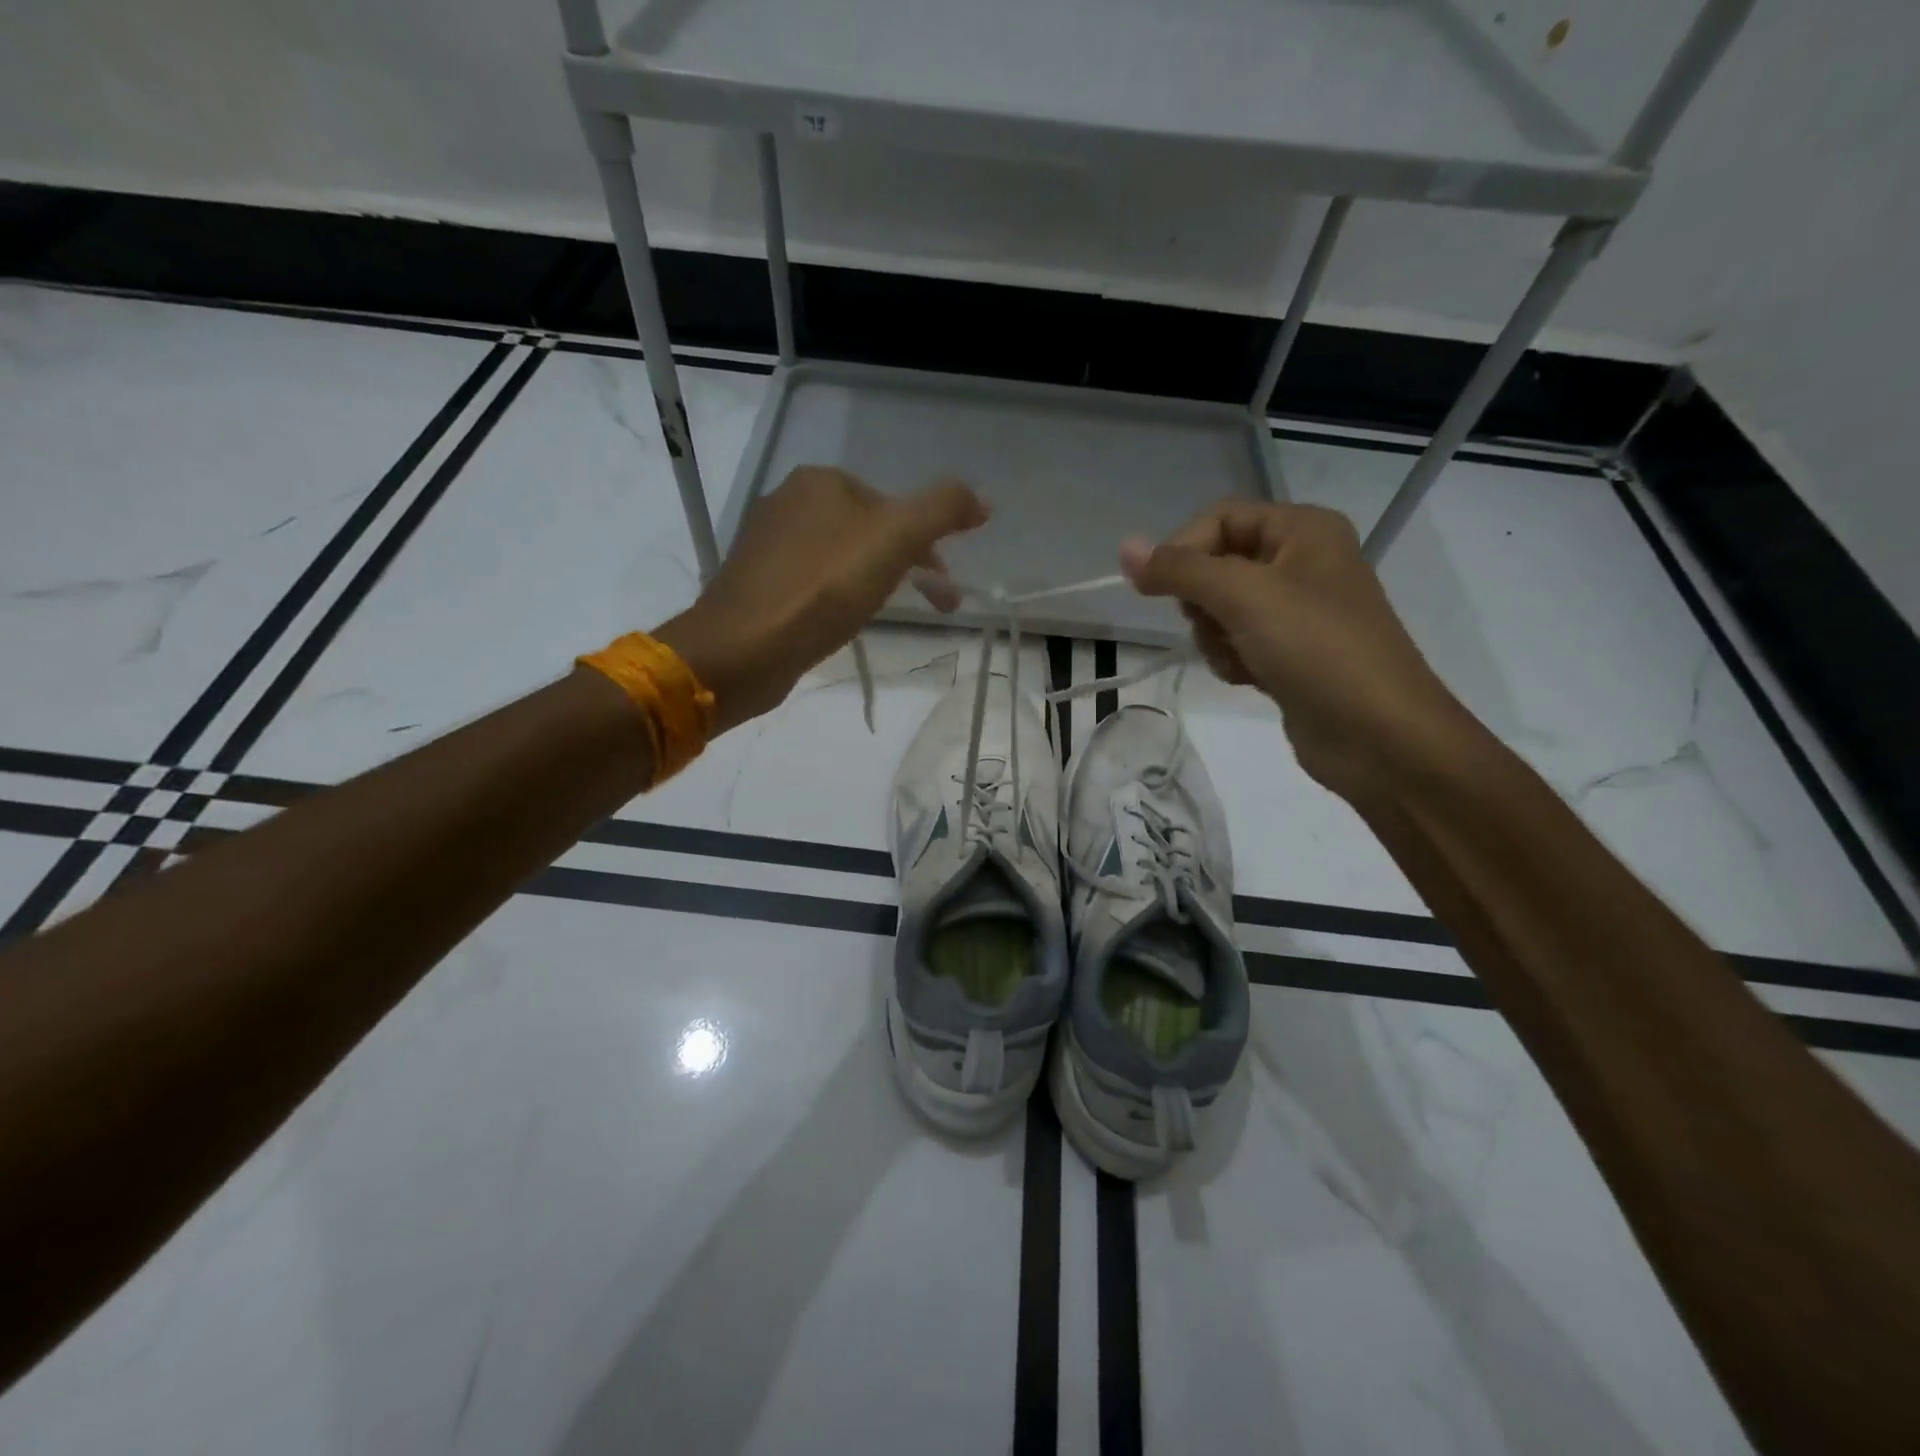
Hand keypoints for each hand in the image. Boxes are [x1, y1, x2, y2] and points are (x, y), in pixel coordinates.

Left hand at [655, 467, 987, 732]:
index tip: (945, 585)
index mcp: (821, 481)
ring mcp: (768, 545)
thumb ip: (943, 510)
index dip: (927, 543)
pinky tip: (841, 625)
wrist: (743, 648)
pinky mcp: (757, 585)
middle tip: (936, 606)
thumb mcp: (896, 538)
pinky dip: (839, 599)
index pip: (892, 505)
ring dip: (876, 584)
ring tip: (889, 618)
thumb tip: (982, 500)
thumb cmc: (824, 588)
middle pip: (868, 532)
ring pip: (842, 559)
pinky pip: (815, 584)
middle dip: (907, 567)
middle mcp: (789, 502)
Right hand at [1121, 500, 1466, 799]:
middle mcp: (1301, 562)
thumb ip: (1180, 569)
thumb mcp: (1243, 596)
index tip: (1164, 591)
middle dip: (1203, 601)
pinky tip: (1251, 679)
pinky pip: (1237, 642)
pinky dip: (1232, 660)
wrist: (1378, 735)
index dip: (1185, 549)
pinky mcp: (1290, 653)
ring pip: (1221, 609)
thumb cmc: (1316, 648)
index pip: (1219, 518)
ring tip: (1241, 659)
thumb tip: (1125, 547)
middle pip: (1216, 565)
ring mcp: (1297, 611)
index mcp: (1303, 529)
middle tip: (1218, 625)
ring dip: (1216, 637)